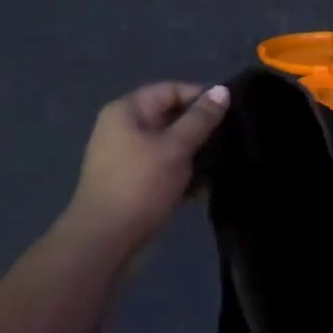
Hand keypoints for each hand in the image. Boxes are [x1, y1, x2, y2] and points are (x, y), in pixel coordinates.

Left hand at [66, 82, 230, 251]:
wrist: (103, 242)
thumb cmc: (140, 185)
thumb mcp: (176, 147)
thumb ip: (201, 118)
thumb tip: (223, 90)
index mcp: (127, 110)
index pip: (171, 89)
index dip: (201, 96)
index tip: (230, 112)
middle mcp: (122, 128)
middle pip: (169, 116)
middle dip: (199, 128)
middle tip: (229, 138)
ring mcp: (124, 157)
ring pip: (167, 145)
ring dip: (192, 154)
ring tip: (221, 163)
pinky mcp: (130, 183)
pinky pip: (161, 168)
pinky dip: (180, 174)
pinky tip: (203, 187)